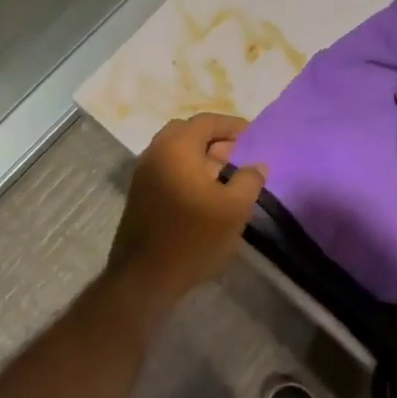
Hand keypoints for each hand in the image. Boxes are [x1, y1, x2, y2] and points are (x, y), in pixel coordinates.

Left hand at [107, 113, 265, 313]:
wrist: (145, 276)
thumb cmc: (194, 237)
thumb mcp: (234, 209)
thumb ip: (249, 180)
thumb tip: (257, 164)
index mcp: (177, 147)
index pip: (207, 121)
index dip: (232, 125)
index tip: (252, 136)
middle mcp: (156, 151)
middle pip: (188, 132)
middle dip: (214, 139)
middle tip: (237, 155)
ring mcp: (143, 172)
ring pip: (175, 150)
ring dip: (200, 156)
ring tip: (225, 176)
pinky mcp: (139, 192)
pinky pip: (167, 167)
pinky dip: (186, 169)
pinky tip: (204, 193)